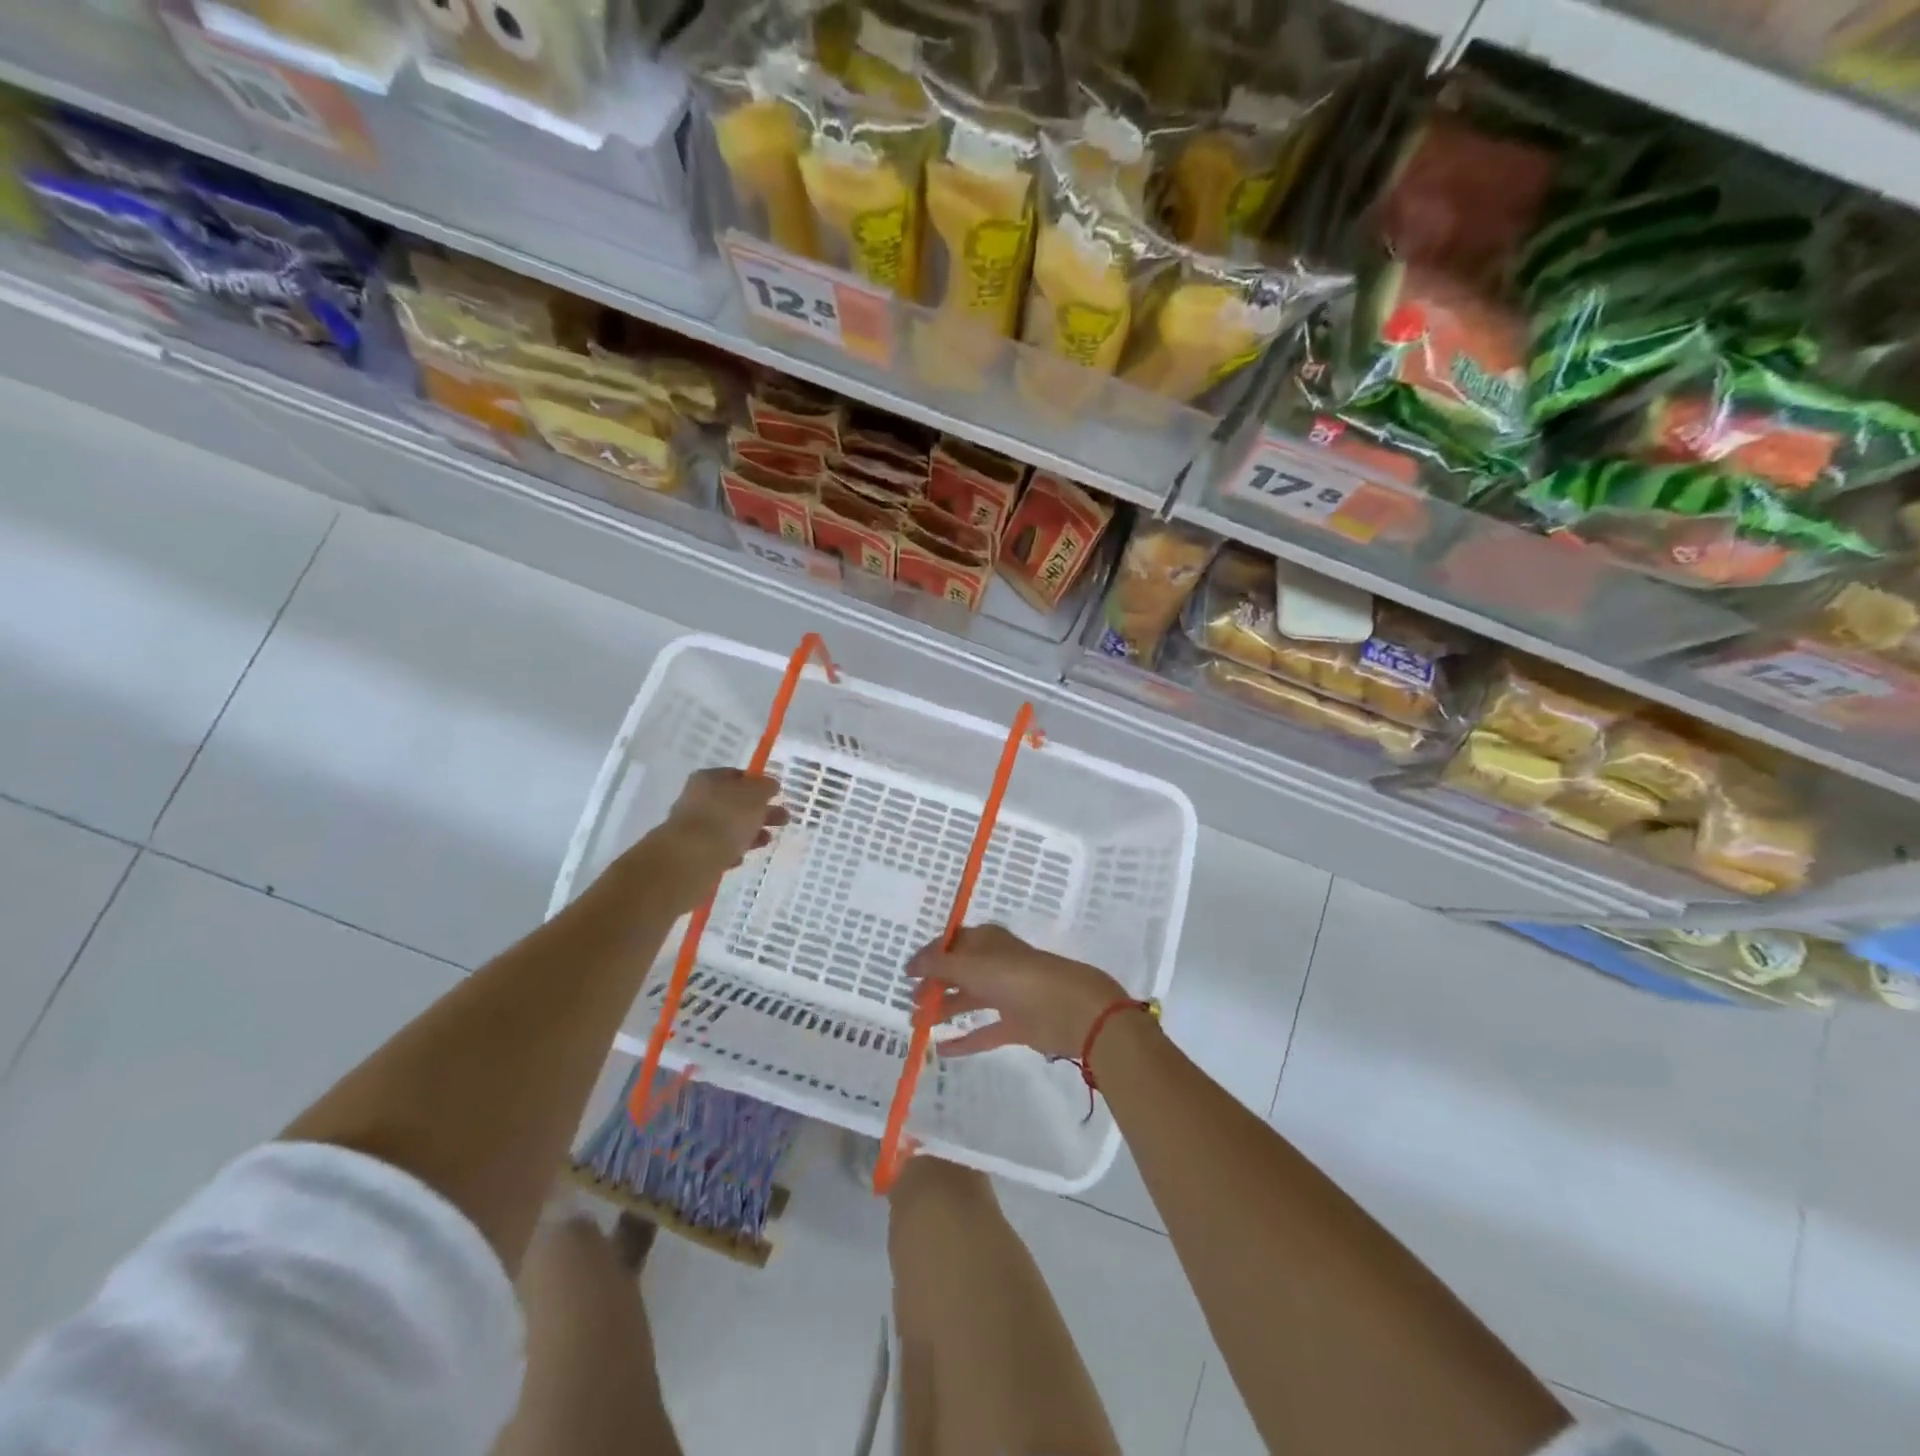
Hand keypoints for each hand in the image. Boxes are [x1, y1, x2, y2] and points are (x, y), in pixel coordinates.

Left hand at [645, 769, 786, 903]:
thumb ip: (765, 787)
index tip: (776, 795)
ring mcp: (692, 827)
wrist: (690, 859)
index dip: (758, 783)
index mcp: (708, 779)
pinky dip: (731, 851)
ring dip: (750, 832)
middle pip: (734, 802)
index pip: (737, 775)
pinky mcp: (692, 853)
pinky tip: (741, 857)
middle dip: (760, 811)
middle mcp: (697, 799)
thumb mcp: (755, 795)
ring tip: (767, 840)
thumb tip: (770, 785)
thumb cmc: (726, 818)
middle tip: (783, 819)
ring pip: (728, 826)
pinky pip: (718, 848)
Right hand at [908, 924, 1125, 1060]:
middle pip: (958, 972)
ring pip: (969, 1000)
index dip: (929, 955)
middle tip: (912, 1003)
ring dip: (944, 1010)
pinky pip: (984, 1031)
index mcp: (987, 941)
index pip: (952, 943)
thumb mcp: (972, 966)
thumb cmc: (1018, 978)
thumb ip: (939, 965)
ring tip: (917, 1025)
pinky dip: (964, 1039)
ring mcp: (1007, 994)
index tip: (907, 973)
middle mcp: (996, 964)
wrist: (1071, 1009)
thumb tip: (912, 964)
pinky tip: (942, 1051)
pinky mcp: (1017, 1024)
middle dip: (934, 985)